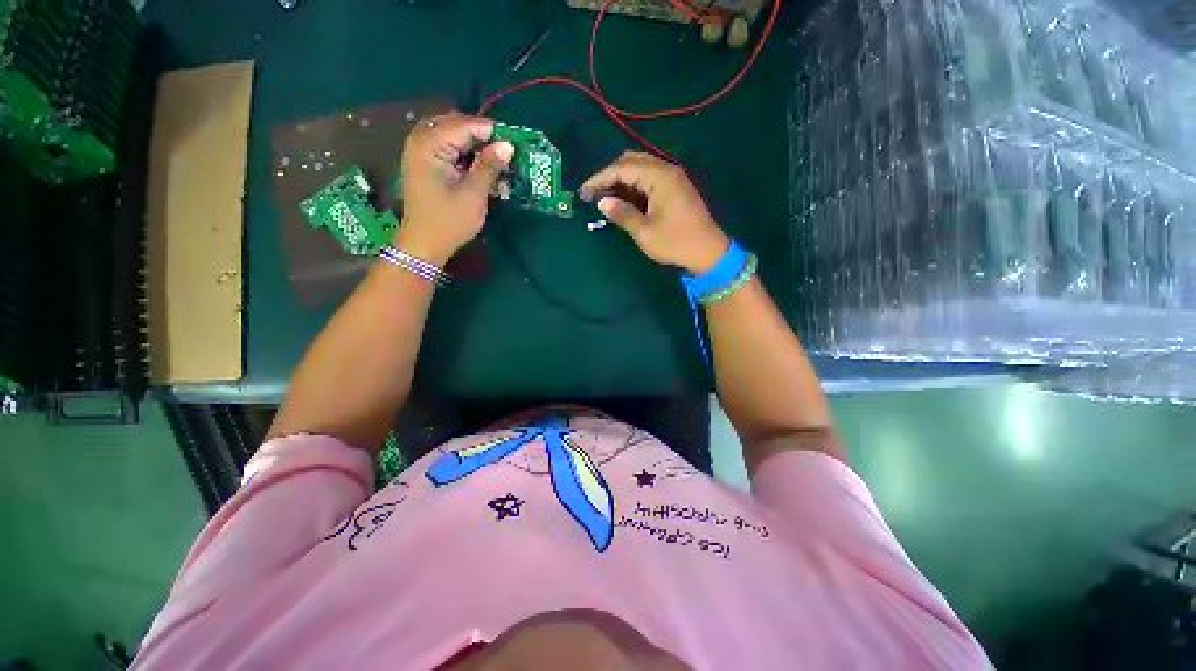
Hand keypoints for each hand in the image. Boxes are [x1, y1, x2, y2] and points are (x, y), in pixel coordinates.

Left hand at [396, 112, 513, 265]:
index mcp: (429, 144)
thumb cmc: (449, 222)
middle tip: (506, 152)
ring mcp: (420, 151)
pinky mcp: (425, 163)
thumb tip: (508, 145)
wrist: (424, 244)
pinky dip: (466, 154)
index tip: (515, 143)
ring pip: (453, 136)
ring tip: (497, 161)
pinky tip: (481, 167)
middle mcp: (421, 140)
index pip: (465, 125)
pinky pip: (448, 147)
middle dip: (483, 137)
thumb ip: (489, 166)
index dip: (492, 132)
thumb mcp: (473, 195)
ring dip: (475, 146)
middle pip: (457, 125)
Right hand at [581, 151, 728, 273]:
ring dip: (622, 180)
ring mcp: (673, 178)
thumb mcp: (644, 231)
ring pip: (641, 169)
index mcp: (659, 176)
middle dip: (610, 175)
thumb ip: (622, 213)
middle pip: (632, 161)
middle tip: (594, 193)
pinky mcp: (676, 188)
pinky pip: (650, 179)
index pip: (622, 168)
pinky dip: (635, 186)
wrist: (708, 252)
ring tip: (606, 197)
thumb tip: (602, 202)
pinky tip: (625, 199)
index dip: (600, 178)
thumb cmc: (675, 242)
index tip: (583, 191)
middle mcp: (667, 170)